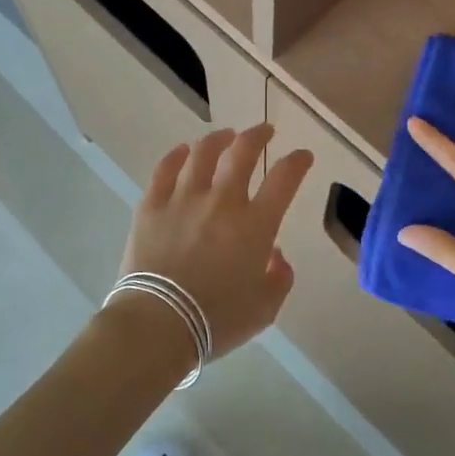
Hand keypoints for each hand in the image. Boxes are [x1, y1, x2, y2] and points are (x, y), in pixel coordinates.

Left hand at [119, 125, 313, 357]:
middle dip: (258, 135)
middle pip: (242, 152)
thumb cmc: (217, 321)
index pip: (284, 179)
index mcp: (255, 225)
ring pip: (202, 153)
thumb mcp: (265, 309)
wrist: (158, 324)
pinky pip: (164, 170)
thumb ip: (279, 278)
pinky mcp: (151, 206)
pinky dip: (176, 156)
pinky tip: (183, 151)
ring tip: (225, 135)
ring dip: (218, 139)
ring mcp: (183, 199)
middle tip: (265, 131)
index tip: (302, 155)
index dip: (297, 162)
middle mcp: (222, 201)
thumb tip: (274, 255)